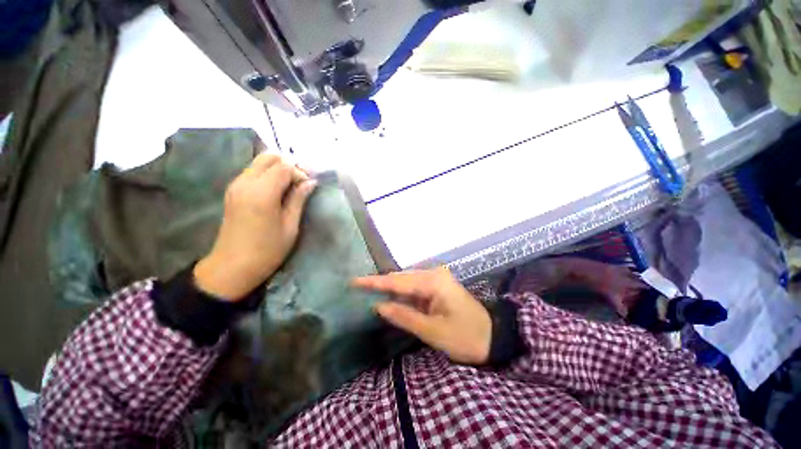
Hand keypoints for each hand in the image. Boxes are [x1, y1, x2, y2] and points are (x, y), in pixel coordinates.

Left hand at [194, 154, 316, 300]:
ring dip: (278, 169)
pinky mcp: (232, 191)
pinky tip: (277, 191)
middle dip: (288, 165)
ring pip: (259, 163)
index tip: (309, 186)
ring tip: (291, 187)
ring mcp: (235, 185)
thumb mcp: (290, 226)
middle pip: (268, 158)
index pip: (283, 167)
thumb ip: (299, 199)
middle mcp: (245, 183)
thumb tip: (310, 182)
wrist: (232, 267)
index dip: (300, 172)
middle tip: (301, 181)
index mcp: (261, 193)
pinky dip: (268, 175)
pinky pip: (252, 172)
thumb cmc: (267, 250)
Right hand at [353, 268, 491, 364]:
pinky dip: (402, 295)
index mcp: (433, 281)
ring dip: (391, 290)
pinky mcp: (438, 287)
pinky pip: (415, 289)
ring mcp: (437, 279)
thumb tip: (378, 306)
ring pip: (407, 283)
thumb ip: (404, 316)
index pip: (398, 281)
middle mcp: (434, 274)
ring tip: (369, 291)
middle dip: (381, 284)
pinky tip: (391, 299)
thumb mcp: (432, 331)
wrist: (494, 337)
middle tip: (358, 287)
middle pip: (401, 278)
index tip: (354, 281)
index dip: (375, 282)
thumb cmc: (465, 337)